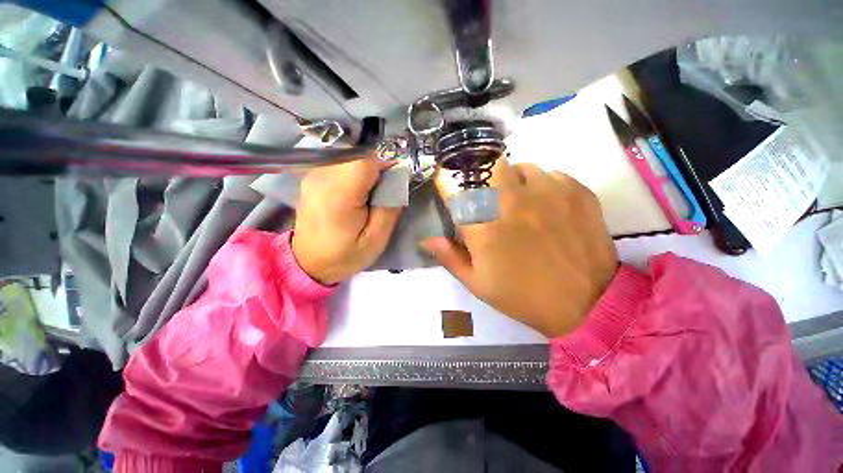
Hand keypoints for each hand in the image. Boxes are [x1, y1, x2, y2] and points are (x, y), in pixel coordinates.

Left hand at [292, 155, 401, 284]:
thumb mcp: (376, 239)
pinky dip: (356, 172)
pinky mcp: (313, 176)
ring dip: (368, 169)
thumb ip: (390, 206)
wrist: (308, 262)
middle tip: (387, 188)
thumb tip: (399, 177)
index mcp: (339, 195)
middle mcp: (322, 177)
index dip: (387, 161)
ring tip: (372, 192)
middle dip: (379, 165)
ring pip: (351, 156)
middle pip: (359, 155)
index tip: (398, 175)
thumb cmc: (345, 255)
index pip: (366, 160)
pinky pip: (342, 163)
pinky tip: (358, 191)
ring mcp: (314, 174)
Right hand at [421, 159, 617, 337]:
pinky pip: (550, 174)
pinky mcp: (576, 191)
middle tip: (487, 195)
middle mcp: (512, 201)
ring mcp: (548, 191)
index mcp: (483, 226)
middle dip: (481, 175)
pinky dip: (543, 186)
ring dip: (513, 181)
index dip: (446, 180)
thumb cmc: (522, 296)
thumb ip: (449, 256)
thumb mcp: (477, 283)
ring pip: (520, 166)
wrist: (586, 304)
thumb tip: (426, 239)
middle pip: (487, 163)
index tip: (446, 182)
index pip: (454, 186)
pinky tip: (548, 208)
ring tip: (520, 203)